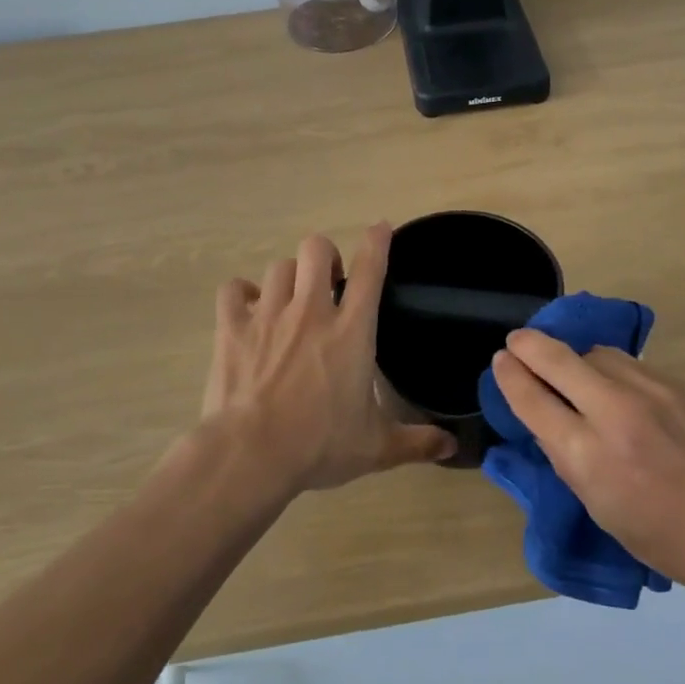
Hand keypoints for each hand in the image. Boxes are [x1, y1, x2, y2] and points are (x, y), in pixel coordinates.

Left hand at [202, 225, 455, 491]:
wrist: (251, 455)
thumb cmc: (319, 446)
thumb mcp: (376, 448)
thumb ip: (416, 442)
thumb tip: (451, 446)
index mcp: (351, 332)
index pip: (370, 270)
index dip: (377, 242)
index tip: (380, 228)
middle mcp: (311, 312)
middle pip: (316, 249)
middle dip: (325, 256)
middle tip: (328, 282)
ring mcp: (268, 316)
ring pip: (279, 267)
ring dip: (289, 277)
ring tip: (291, 298)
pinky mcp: (232, 329)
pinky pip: (234, 290)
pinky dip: (242, 294)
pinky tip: (249, 308)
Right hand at [490, 329, 684, 598]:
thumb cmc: (666, 538)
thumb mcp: (600, 509)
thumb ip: (567, 458)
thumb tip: (545, 418)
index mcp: (590, 457)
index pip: (534, 400)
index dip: (510, 376)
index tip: (500, 360)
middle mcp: (616, 413)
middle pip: (558, 359)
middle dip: (529, 345)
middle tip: (516, 340)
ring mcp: (651, 391)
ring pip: (595, 353)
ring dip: (573, 357)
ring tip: (569, 369)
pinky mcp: (677, 384)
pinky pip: (628, 363)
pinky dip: (608, 367)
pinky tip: (611, 383)